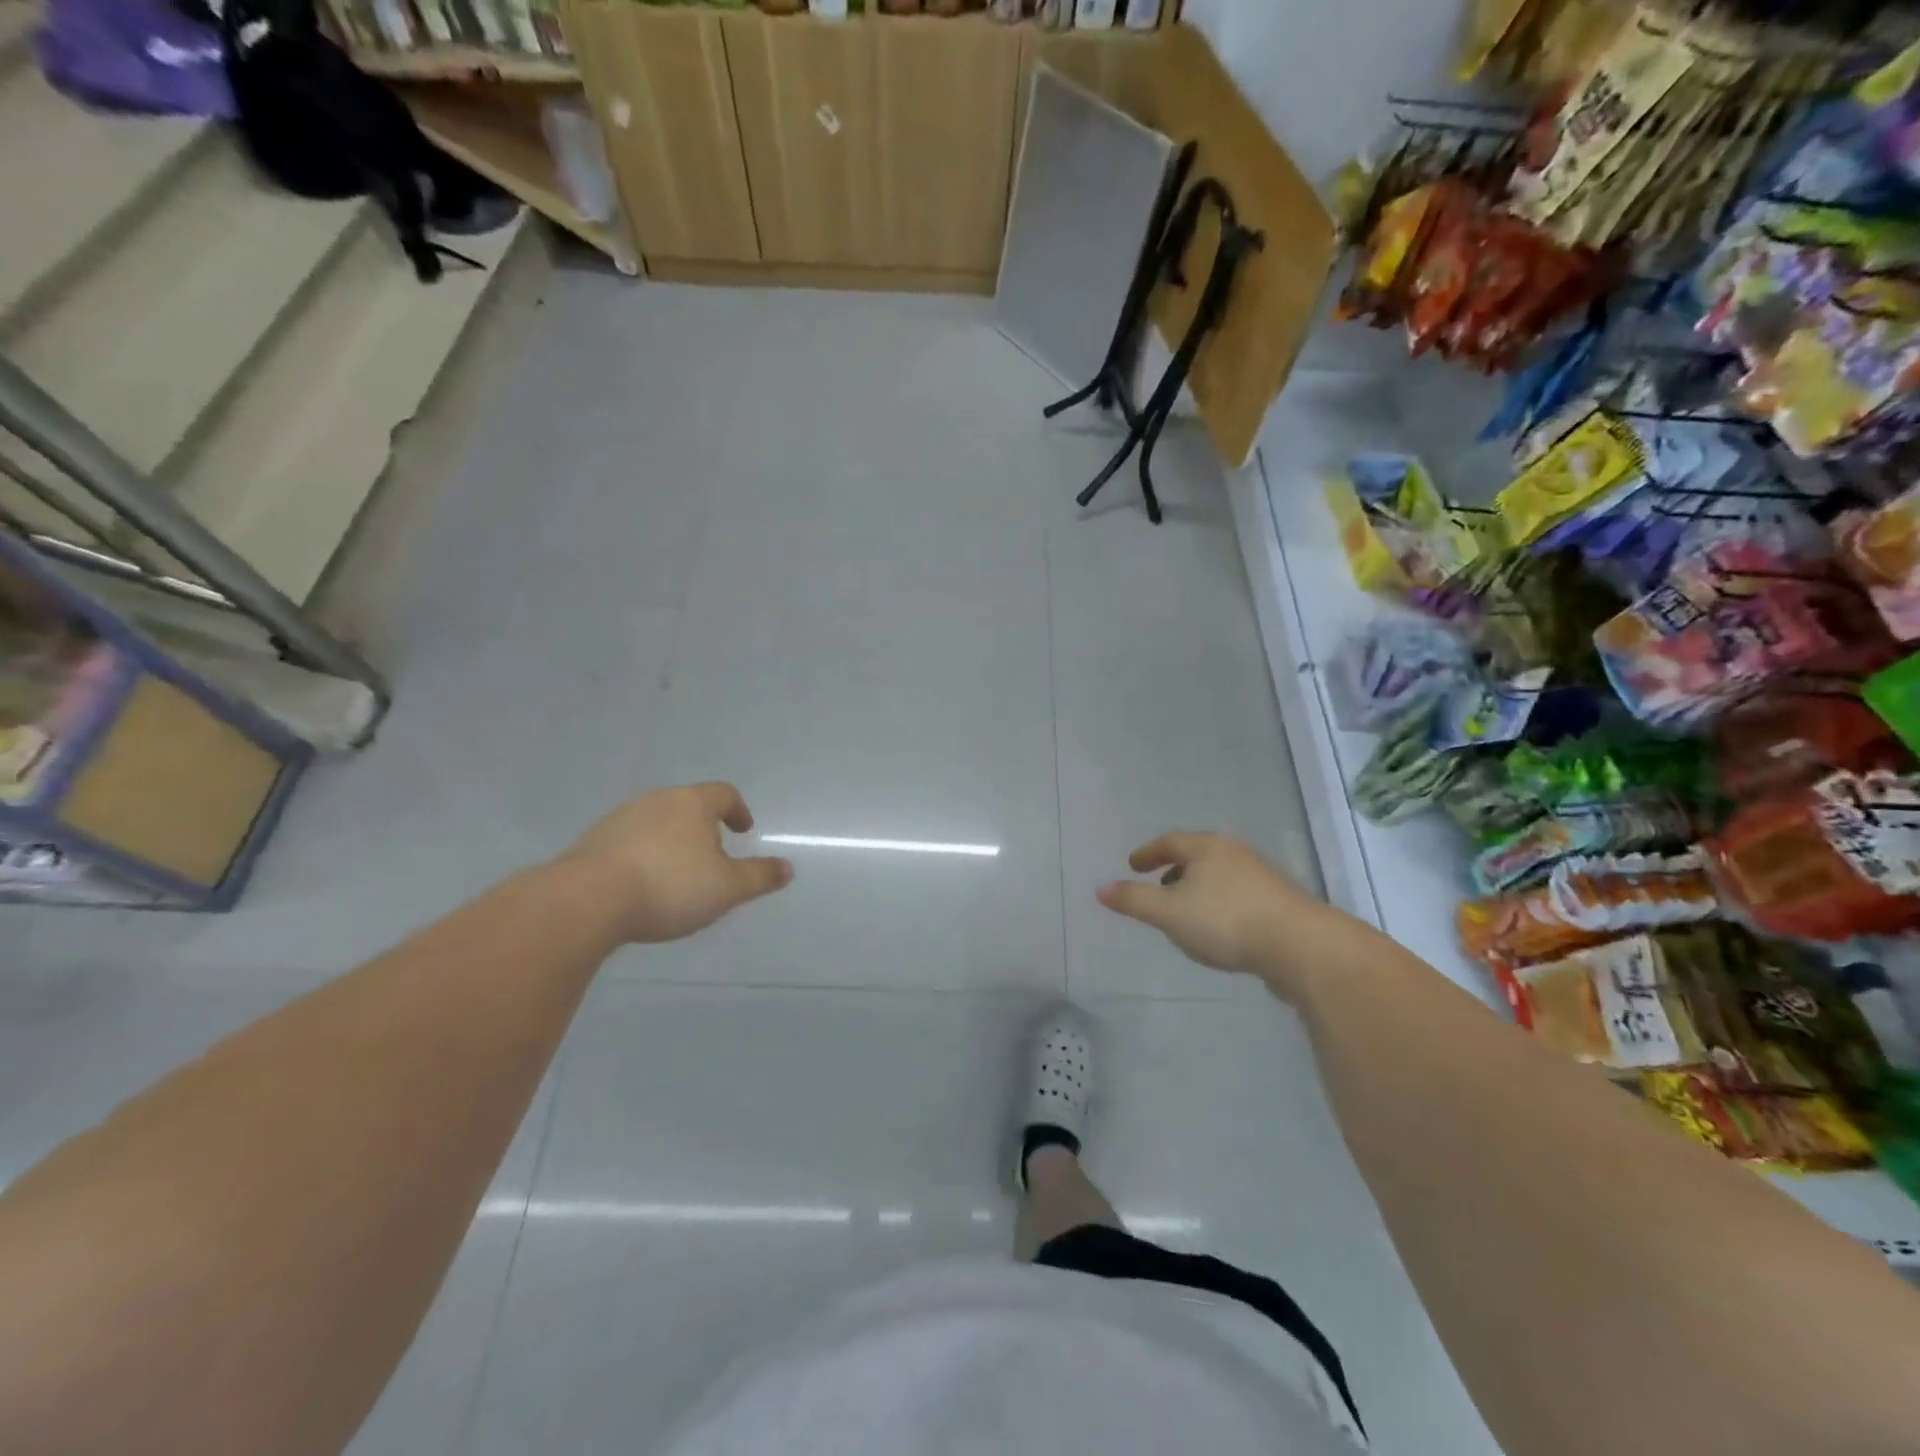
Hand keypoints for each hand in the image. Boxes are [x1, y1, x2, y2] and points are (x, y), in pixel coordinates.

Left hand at [555, 783, 793, 943]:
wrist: (587, 900)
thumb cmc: (670, 886)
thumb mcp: (727, 888)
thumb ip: (759, 877)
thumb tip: (787, 868)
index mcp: (693, 803)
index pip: (724, 794)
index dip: (738, 811)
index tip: (743, 831)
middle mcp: (656, 801)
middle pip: (688, 806)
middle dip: (703, 828)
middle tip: (713, 856)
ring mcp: (620, 818)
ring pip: (656, 823)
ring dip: (671, 843)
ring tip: (676, 875)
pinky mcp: (592, 841)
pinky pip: (628, 843)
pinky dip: (642, 857)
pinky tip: (641, 887)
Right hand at [1097, 832, 1319, 987]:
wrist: (1301, 947)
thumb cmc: (1226, 922)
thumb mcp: (1169, 913)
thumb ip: (1134, 901)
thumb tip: (1100, 889)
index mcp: (1207, 848)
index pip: (1170, 842)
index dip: (1148, 853)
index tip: (1133, 864)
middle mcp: (1235, 854)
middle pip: (1198, 855)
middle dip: (1174, 869)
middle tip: (1157, 885)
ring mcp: (1262, 877)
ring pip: (1220, 875)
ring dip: (1198, 887)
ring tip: (1186, 910)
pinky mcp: (1280, 902)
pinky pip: (1238, 895)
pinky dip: (1219, 903)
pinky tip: (1219, 928)